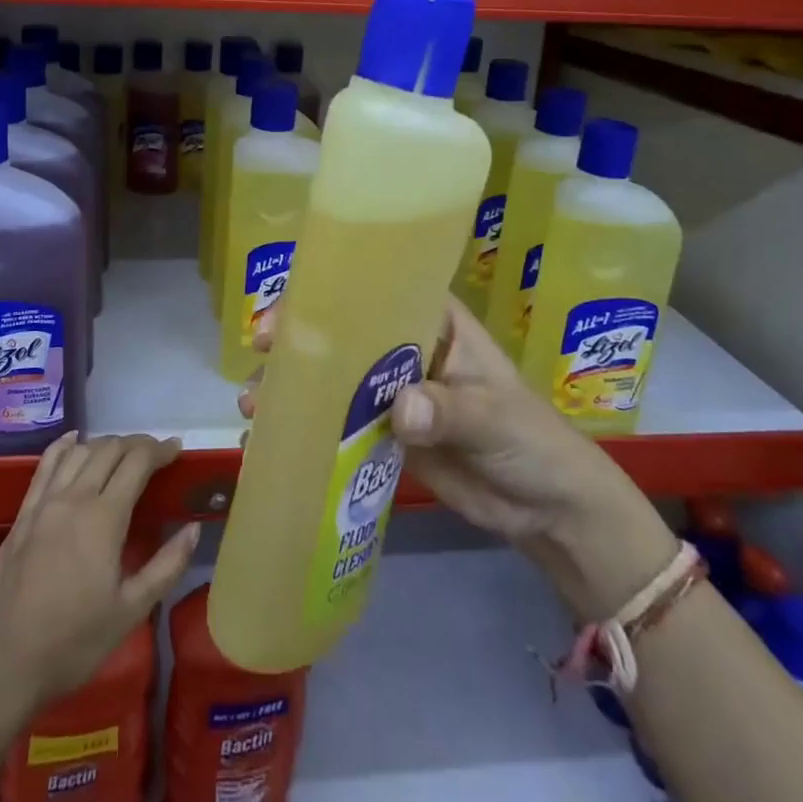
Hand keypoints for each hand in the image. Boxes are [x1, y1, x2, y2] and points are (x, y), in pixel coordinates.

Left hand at [0, 433, 198, 710]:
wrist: (4, 666)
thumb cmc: (74, 642)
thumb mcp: (131, 611)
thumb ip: (167, 566)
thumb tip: (193, 528)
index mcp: (104, 518)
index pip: (137, 463)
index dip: (159, 450)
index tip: (176, 449)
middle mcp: (74, 498)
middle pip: (109, 449)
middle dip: (136, 444)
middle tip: (155, 453)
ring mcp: (44, 504)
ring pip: (79, 452)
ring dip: (105, 444)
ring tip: (122, 452)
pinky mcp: (22, 515)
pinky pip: (45, 466)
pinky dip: (64, 446)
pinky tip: (74, 441)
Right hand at [249, 297, 675, 619]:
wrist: (548, 509)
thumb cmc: (532, 440)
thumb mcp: (495, 417)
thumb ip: (449, 410)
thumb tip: (400, 409)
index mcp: (432, 322)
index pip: (375, 292)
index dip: (328, 294)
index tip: (288, 312)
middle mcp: (404, 348)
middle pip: (342, 333)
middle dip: (298, 340)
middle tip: (258, 353)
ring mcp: (391, 392)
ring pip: (333, 378)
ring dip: (294, 386)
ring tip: (254, 400)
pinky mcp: (385, 434)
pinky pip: (339, 425)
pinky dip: (307, 427)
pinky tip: (272, 437)